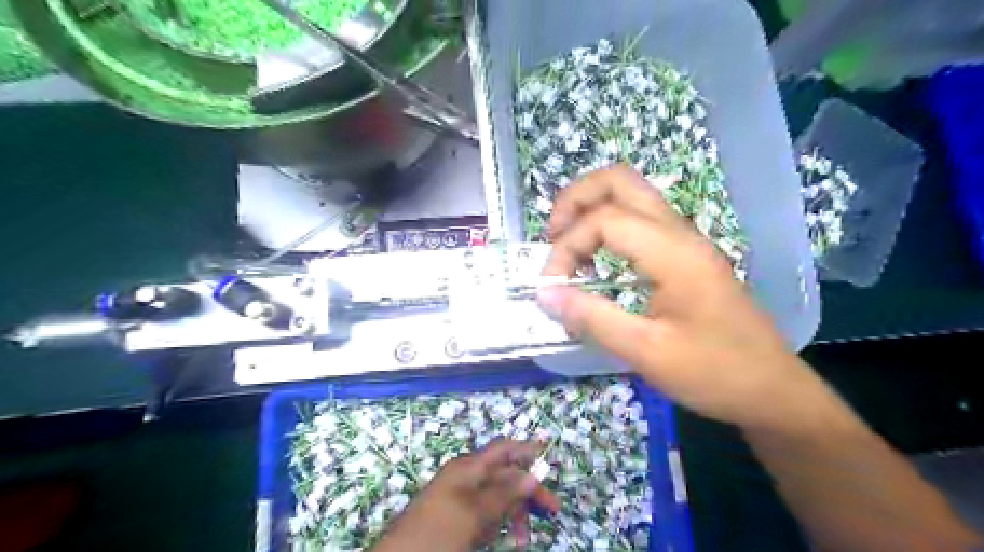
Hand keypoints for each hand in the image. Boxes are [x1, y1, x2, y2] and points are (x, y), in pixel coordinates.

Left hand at [372, 440, 555, 551]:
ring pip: (498, 498)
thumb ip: (504, 494)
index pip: (503, 449)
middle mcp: (467, 478)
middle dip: (527, 491)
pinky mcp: (458, 518)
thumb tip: (532, 476)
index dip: (526, 448)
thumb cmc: (437, 531)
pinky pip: (486, 515)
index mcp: (469, 468)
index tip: (549, 451)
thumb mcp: (474, 513)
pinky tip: (505, 538)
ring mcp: (462, 498)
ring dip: (515, 513)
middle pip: (505, 475)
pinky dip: (499, 524)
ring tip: (523, 538)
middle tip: (552, 510)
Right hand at [537, 163, 823, 431]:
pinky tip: (596, 263)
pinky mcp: (685, 254)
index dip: (566, 247)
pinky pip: (638, 220)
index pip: (604, 220)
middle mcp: (680, 233)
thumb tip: (544, 294)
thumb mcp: (647, 352)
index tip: (551, 287)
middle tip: (552, 239)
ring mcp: (685, 240)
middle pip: (619, 180)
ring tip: (568, 251)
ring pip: (630, 194)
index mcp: (674, 253)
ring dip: (589, 211)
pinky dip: (606, 227)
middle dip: (574, 200)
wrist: (772, 390)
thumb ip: (592, 318)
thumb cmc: (714, 373)